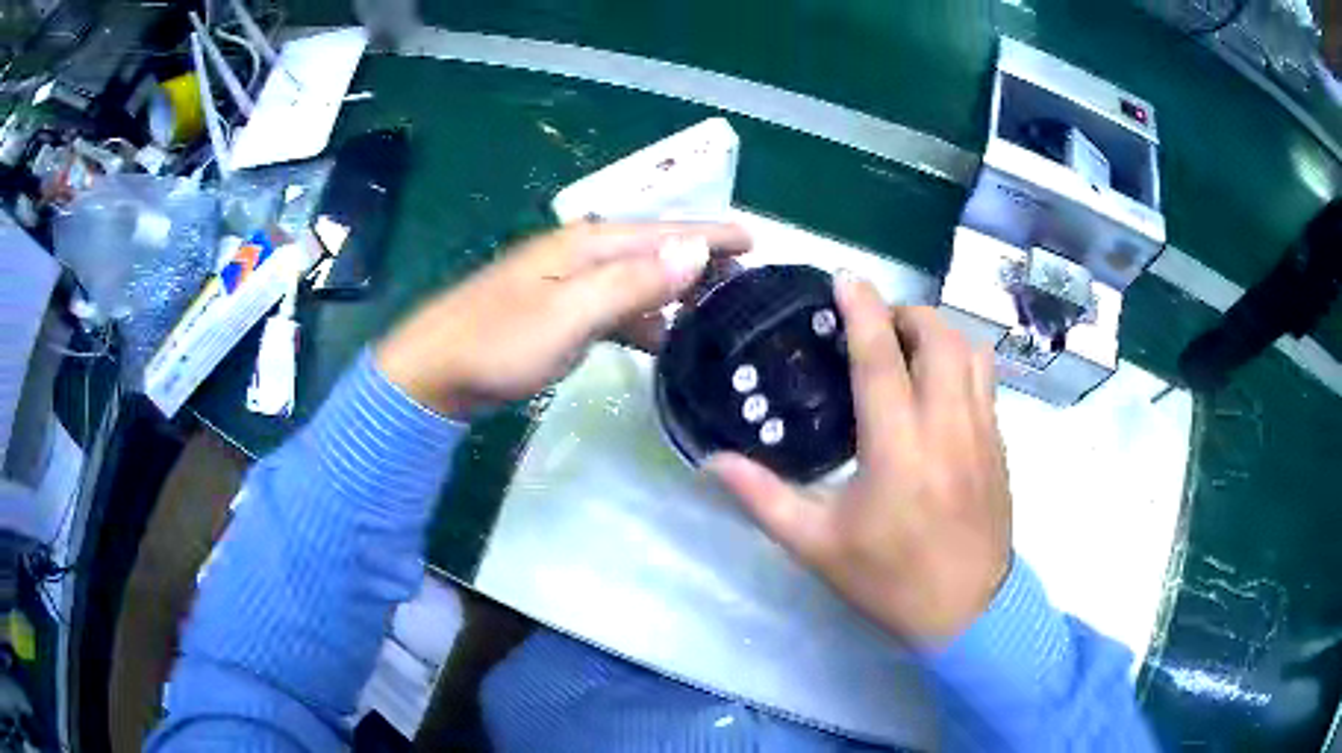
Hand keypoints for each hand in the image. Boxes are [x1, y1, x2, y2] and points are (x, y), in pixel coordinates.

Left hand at [376, 222, 750, 415]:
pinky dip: (645, 320)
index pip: (663, 231)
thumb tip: (694, 249)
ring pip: (637, 281)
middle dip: (700, 260)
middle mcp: (580, 255)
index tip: (756, 238)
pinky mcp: (557, 314)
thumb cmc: (499, 343)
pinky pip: (616, 308)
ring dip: (675, 293)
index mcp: (586, 245)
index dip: (711, 233)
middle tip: (747, 281)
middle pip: (653, 250)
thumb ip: (632, 282)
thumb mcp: (570, 314)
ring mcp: (567, 285)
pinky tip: (661, 340)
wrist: (434, 371)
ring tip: (715, 313)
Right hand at [707, 276, 1011, 644]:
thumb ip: (764, 498)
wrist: (967, 613)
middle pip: (938, 339)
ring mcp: (982, 433)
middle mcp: (947, 427)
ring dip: (939, 334)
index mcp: (898, 449)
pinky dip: (961, 361)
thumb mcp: (817, 546)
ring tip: (909, 348)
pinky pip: (986, 380)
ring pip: (971, 352)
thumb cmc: (890, 580)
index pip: (881, 359)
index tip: (844, 278)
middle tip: (875, 327)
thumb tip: (713, 463)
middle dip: (906, 314)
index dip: (863, 309)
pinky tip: (938, 386)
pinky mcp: (1000, 445)